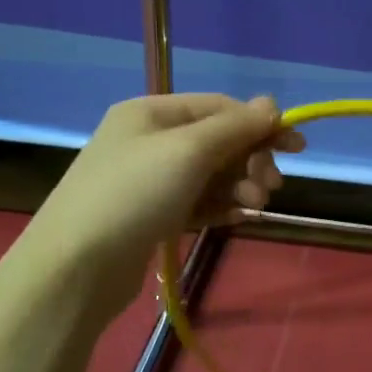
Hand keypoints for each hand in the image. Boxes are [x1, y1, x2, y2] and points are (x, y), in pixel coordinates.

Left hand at [18, 94, 302, 326]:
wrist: (75, 268)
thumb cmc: (133, 195)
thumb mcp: (189, 150)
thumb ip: (235, 126)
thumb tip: (271, 104)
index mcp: (152, 113)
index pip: (220, 107)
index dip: (260, 124)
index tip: (296, 147)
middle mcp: (150, 140)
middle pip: (218, 141)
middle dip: (250, 160)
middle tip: (271, 187)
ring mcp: (149, 180)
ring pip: (211, 175)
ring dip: (239, 186)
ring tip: (254, 207)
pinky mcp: (152, 216)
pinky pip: (198, 202)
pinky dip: (220, 207)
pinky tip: (238, 219)